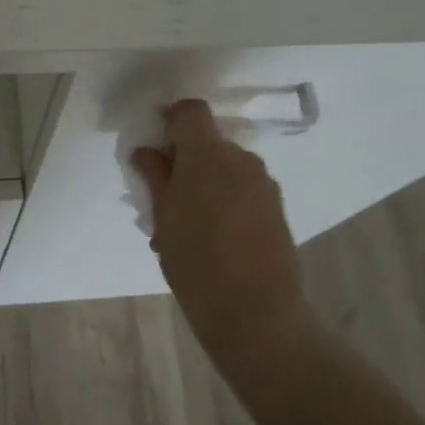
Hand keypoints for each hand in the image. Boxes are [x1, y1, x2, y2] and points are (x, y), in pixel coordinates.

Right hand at [132, 100, 311, 376]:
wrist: (256, 313)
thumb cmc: (196, 262)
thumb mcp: (163, 217)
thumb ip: (156, 177)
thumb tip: (147, 151)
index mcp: (208, 153)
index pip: (191, 111)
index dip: (171, 121)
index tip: (157, 148)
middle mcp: (241, 158)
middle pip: (209, 141)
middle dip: (186, 160)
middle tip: (166, 198)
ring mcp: (264, 183)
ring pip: (226, 167)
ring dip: (206, 182)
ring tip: (188, 226)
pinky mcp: (276, 207)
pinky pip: (243, 188)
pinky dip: (226, 199)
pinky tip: (214, 238)